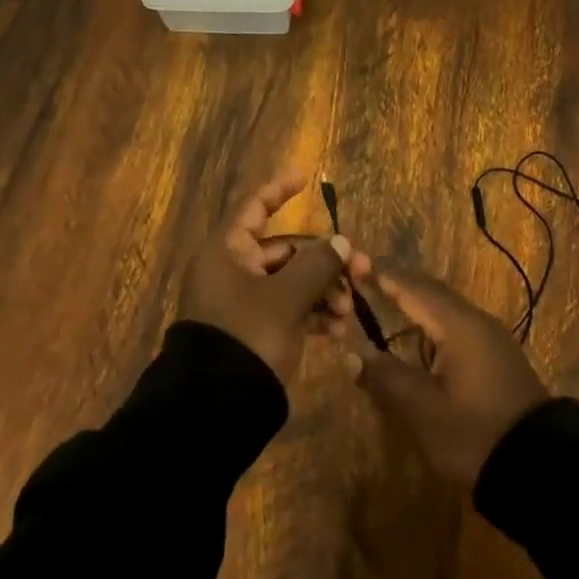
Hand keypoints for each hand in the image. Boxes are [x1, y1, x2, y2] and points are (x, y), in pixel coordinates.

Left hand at [177, 171, 352, 383]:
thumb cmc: (248, 335)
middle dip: (325, 261)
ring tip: (347, 311)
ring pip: (292, 282)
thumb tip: (340, 243)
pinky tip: (336, 330)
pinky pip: (288, 309)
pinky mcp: (255, 330)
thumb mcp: (287, 298)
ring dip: (323, 291)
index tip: (304, 176)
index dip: (278, 190)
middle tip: (361, 270)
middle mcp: (233, 271)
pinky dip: (312, 314)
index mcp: (228, 252)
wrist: (218, 402)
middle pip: (286, 250)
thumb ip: (317, 265)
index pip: (254, 208)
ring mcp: (244, 302)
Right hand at [344, 259, 549, 486]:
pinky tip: (418, 337)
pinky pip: (457, 329)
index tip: (353, 262)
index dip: (383, 275)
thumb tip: (355, 356)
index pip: (414, 288)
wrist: (539, 469)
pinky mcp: (497, 361)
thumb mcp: (422, 409)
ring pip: (446, 311)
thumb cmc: (474, 434)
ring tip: (385, 299)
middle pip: (432, 293)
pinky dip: (431, 324)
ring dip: (416, 303)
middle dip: (399, 283)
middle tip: (365, 277)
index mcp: (460, 326)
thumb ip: (386, 377)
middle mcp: (478, 324)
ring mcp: (492, 342)